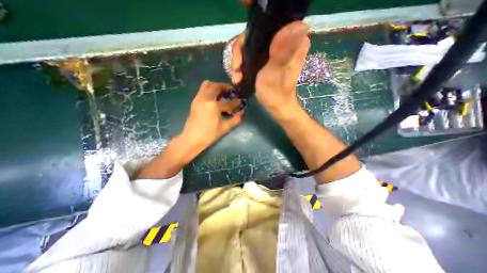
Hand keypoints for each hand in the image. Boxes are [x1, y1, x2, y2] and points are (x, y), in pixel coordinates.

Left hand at [179, 81, 242, 150]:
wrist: (192, 138)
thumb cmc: (210, 134)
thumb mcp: (225, 127)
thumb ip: (236, 119)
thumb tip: (242, 112)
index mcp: (214, 105)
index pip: (228, 102)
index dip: (236, 102)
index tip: (241, 101)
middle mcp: (206, 98)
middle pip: (216, 86)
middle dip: (225, 87)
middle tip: (231, 91)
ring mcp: (199, 98)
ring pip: (207, 85)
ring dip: (216, 86)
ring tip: (222, 92)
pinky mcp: (195, 101)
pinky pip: (202, 89)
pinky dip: (209, 89)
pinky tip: (214, 97)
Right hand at [231, 20, 306, 113]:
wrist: (277, 107)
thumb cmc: (276, 93)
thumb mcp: (276, 72)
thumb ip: (282, 51)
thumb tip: (300, 25)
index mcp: (293, 42)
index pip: (265, 26)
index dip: (247, 40)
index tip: (240, 61)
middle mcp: (286, 41)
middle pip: (255, 36)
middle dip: (241, 54)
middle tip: (237, 71)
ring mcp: (276, 49)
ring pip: (251, 45)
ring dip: (240, 61)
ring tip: (237, 77)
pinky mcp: (270, 58)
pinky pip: (252, 53)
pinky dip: (244, 64)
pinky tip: (240, 75)